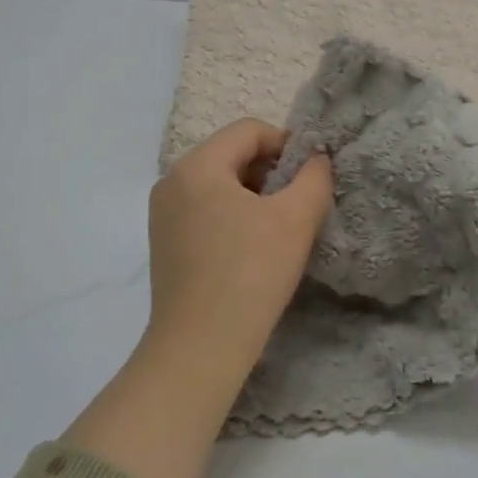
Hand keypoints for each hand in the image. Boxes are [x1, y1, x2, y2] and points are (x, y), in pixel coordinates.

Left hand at [145, 119, 333, 370]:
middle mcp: (171, 181)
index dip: (286, 144)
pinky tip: (250, 250)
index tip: (310, 177)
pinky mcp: (163, 242)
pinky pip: (203, 211)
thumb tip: (316, 159)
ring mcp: (162, 213)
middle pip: (230, 155)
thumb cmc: (251, 274)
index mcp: (197, 165)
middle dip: (270, 172)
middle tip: (297, 206)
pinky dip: (231, 217)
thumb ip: (313, 178)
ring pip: (217, 185)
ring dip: (253, 196)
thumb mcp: (295, 220)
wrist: (200, 347)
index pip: (249, 130)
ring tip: (277, 231)